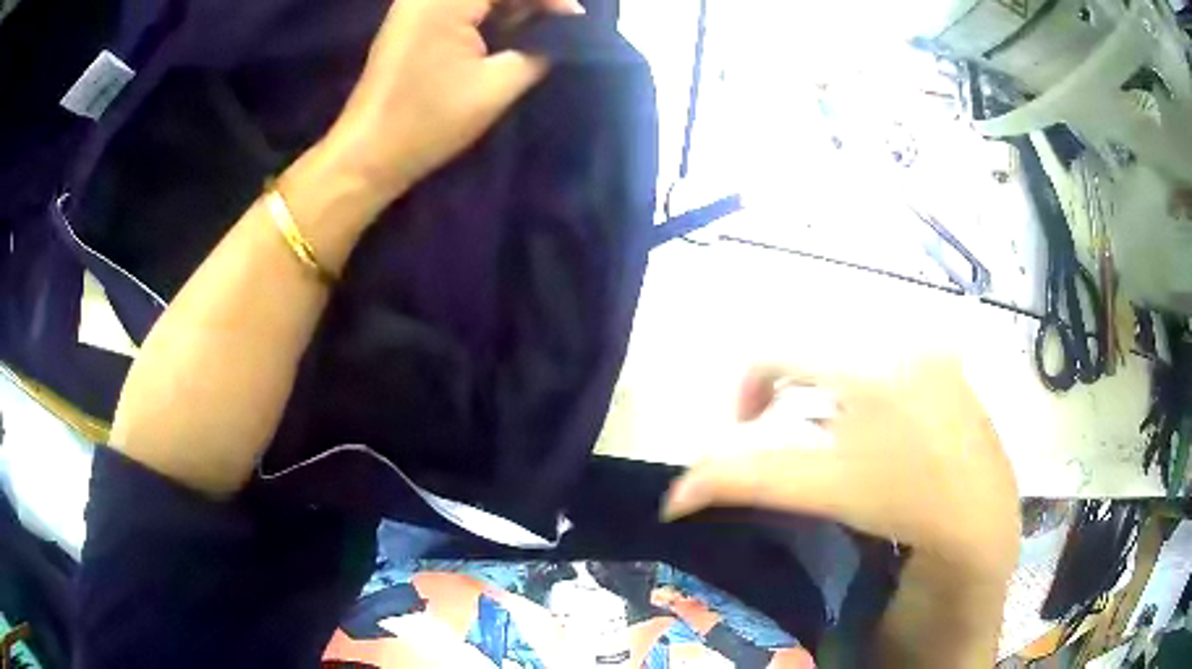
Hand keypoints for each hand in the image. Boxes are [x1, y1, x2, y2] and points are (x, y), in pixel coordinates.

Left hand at [321, 0, 582, 206]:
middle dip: (529, 0)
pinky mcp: (411, 20)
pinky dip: (486, 11)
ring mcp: (414, 4)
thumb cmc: (428, 122)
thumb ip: (537, 52)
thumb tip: (563, 35)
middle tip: (558, 23)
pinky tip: (506, 29)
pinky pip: (458, 3)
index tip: (575, 19)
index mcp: (445, 0)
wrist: (368, 153)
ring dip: (509, 4)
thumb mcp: (496, 87)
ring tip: (538, 27)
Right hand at [662, 357, 1020, 581]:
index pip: (779, 350)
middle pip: (817, 346)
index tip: (746, 425)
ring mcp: (929, 348)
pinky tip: (881, 428)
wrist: (979, 520)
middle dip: (792, 388)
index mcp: (862, 361)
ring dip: (830, 386)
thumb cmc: (900, 504)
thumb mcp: (817, 490)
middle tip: (790, 433)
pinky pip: (891, 357)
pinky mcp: (950, 364)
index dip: (748, 384)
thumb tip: (674, 496)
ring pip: (854, 351)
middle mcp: (896, 338)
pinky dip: (869, 384)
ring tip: (835, 434)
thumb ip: (741, 484)